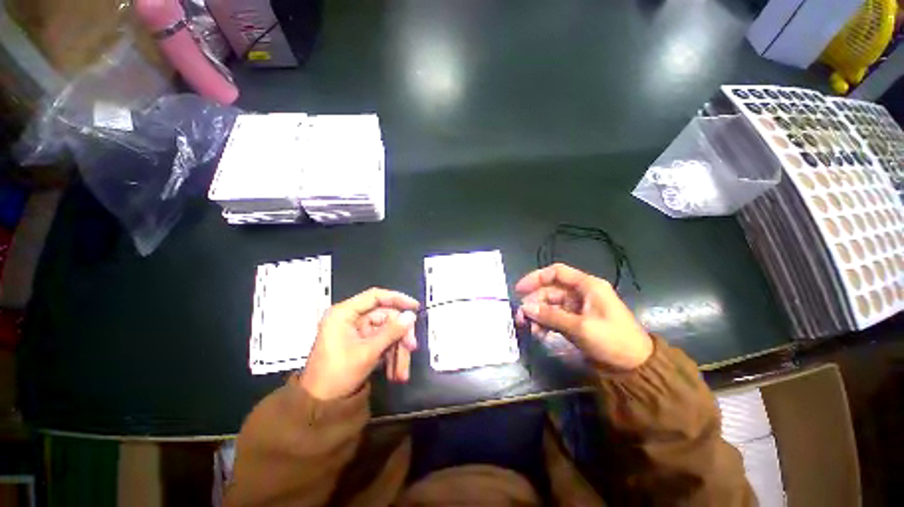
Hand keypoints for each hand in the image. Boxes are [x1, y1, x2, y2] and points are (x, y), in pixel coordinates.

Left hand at [300, 288, 418, 400]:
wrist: (318, 406)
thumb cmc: (337, 375)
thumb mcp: (367, 353)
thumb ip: (391, 332)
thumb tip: (411, 316)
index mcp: (344, 313)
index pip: (375, 296)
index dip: (398, 299)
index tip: (415, 307)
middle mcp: (351, 318)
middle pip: (385, 317)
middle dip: (400, 335)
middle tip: (412, 348)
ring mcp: (356, 332)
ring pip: (386, 332)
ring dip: (397, 350)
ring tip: (401, 373)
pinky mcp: (361, 344)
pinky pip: (382, 343)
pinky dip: (390, 356)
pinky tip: (395, 373)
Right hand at [515, 263, 652, 370]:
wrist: (636, 366)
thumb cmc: (613, 340)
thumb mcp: (581, 327)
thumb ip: (551, 316)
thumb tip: (525, 308)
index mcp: (587, 286)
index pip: (557, 272)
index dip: (536, 277)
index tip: (520, 290)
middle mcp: (581, 293)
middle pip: (551, 290)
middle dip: (534, 302)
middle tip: (521, 317)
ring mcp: (578, 308)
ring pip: (551, 305)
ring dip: (538, 315)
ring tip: (530, 328)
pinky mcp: (577, 321)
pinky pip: (555, 317)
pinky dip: (546, 323)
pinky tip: (539, 333)